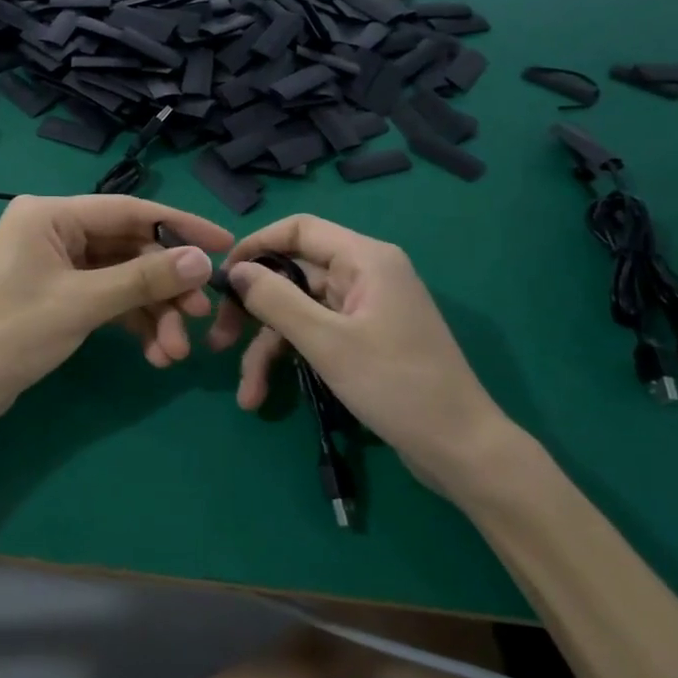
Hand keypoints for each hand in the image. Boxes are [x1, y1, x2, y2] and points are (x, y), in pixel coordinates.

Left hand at [0, 195, 233, 425]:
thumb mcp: (83, 304)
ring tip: (175, 352)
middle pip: (128, 249)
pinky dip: (130, 323)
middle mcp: (53, 230)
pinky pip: (105, 298)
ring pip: (121, 279)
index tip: (224, 245)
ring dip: (152, 313)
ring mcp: (55, 264)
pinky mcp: (57, 295)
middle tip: (199, 318)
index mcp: (50, 214)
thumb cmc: (11, 335)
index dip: (180, 227)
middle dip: (165, 288)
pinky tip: (154, 353)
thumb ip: (144, 279)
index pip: (129, 211)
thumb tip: (202, 261)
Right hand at [208, 214, 515, 494]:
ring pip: (298, 313)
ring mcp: (364, 310)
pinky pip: (314, 336)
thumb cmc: (397, 385)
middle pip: (292, 275)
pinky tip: (262, 396)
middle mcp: (365, 275)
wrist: (459, 448)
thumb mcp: (327, 342)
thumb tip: (236, 271)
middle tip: (218, 339)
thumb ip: (276, 300)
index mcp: (365, 259)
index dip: (256, 246)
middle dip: (254, 310)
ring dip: (267, 348)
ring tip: (247, 393)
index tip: (221, 277)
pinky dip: (289, 361)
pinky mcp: (362, 341)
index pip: (299, 229)